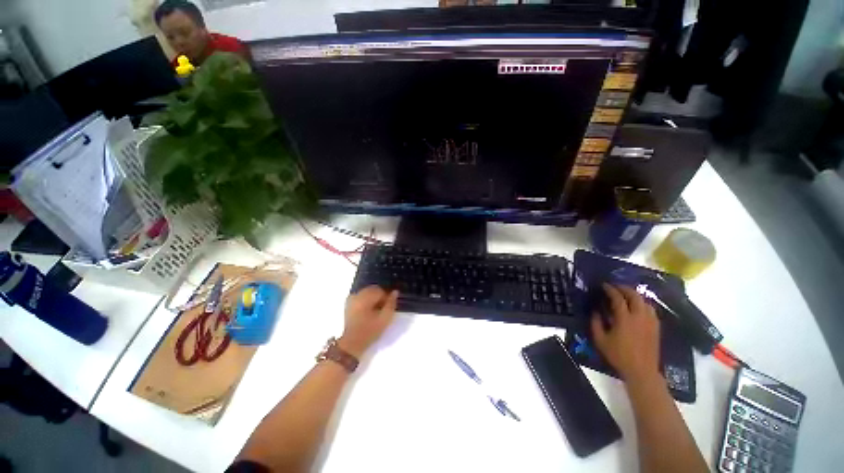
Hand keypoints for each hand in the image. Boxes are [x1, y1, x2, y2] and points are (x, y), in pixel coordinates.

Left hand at [339, 285, 398, 357]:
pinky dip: (366, 299)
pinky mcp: (348, 304)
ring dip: (373, 297)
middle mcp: (357, 295)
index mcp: (366, 297)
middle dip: (379, 295)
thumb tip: (395, 292)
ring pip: (366, 292)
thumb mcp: (385, 318)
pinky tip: (368, 310)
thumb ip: (391, 303)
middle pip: (373, 289)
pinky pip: (360, 296)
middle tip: (383, 308)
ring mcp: (351, 299)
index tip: (389, 306)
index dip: (387, 297)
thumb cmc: (370, 331)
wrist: (352, 343)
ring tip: (376, 309)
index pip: (380, 290)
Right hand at [591, 283, 660, 384]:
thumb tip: (595, 311)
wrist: (641, 371)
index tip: (604, 285)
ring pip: (645, 302)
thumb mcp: (600, 340)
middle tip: (615, 287)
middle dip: (624, 288)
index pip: (618, 298)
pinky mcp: (656, 327)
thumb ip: (596, 323)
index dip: (610, 289)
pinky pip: (651, 310)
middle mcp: (639, 317)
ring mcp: (650, 322)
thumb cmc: (618, 355)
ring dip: (635, 296)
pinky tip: (638, 308)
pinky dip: (643, 304)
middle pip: (635, 296)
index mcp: (624, 319)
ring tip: (626, 295)